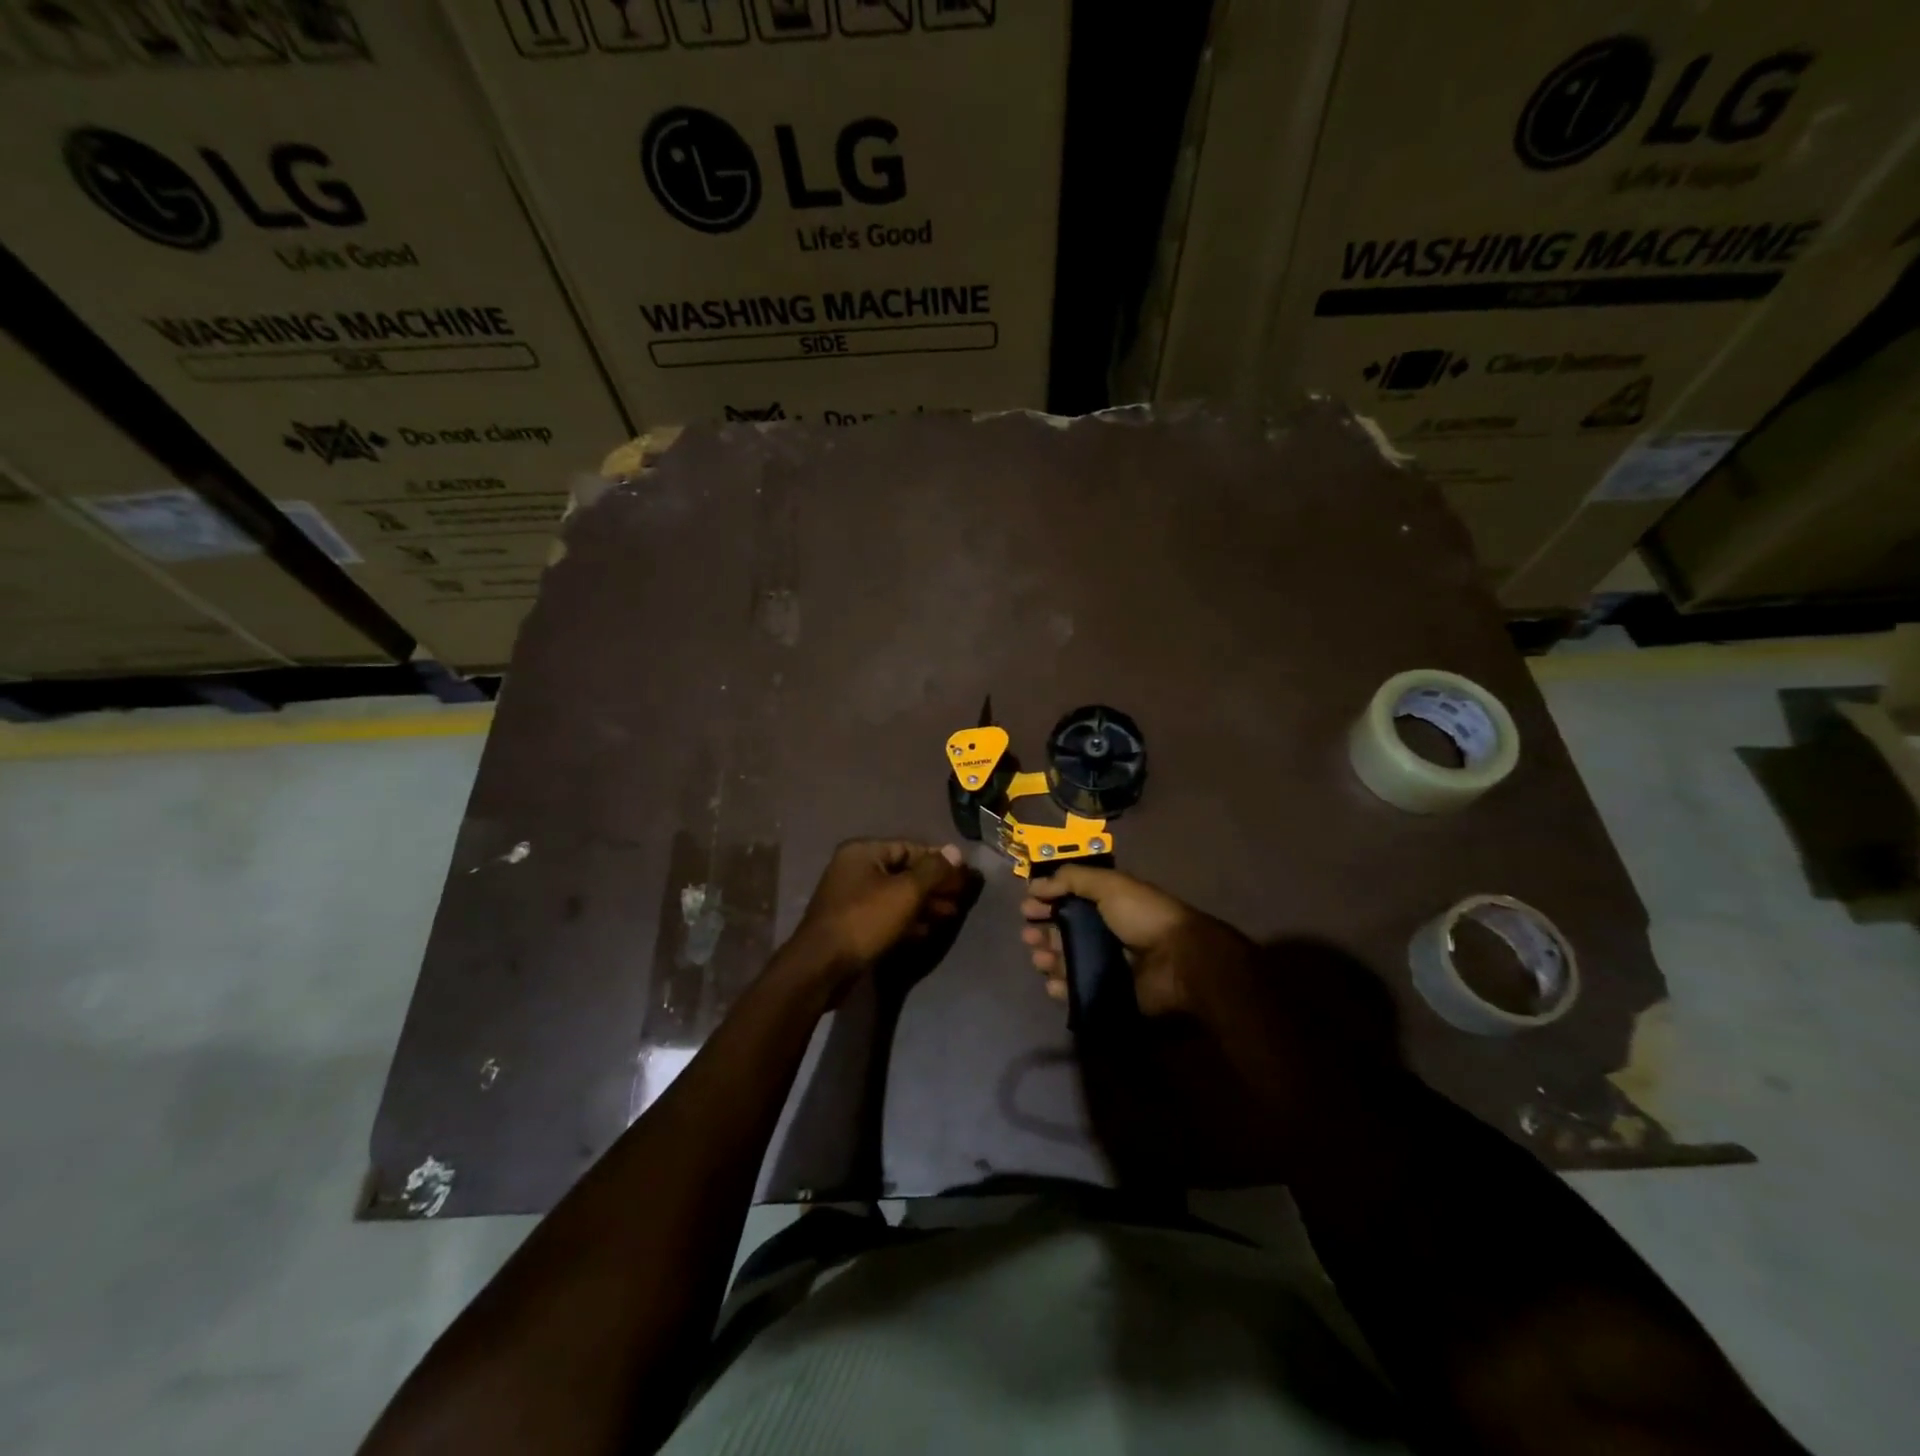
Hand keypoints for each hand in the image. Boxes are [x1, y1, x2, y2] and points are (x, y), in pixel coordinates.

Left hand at [782, 839, 973, 991]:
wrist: (822, 967)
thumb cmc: (865, 920)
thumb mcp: (906, 892)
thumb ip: (933, 870)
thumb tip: (955, 851)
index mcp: (863, 852)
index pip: (910, 848)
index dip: (939, 861)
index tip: (963, 875)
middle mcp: (854, 869)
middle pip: (904, 872)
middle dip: (934, 885)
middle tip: (960, 898)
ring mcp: (851, 898)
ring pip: (896, 896)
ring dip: (924, 904)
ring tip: (950, 915)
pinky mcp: (852, 925)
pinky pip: (886, 915)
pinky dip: (907, 921)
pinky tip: (927, 931)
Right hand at [1020, 865, 1251, 1017]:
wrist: (1179, 961)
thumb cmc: (1144, 916)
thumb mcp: (1110, 885)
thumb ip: (1072, 879)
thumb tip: (1036, 885)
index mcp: (1106, 905)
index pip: (1068, 902)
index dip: (1046, 901)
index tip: (1027, 906)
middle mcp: (1103, 933)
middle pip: (1062, 932)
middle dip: (1041, 931)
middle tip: (1029, 934)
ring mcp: (1104, 965)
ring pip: (1064, 962)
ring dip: (1047, 958)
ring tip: (1040, 956)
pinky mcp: (1106, 993)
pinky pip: (1075, 991)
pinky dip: (1060, 987)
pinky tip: (1052, 981)